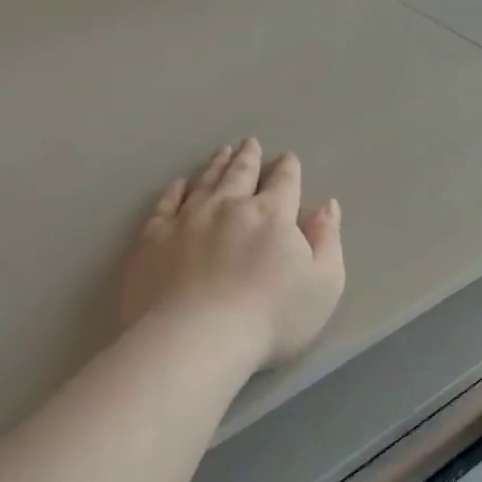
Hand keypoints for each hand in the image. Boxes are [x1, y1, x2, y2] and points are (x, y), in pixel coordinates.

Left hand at [121, 138, 345, 369]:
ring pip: (205, 181)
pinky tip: (180, 184)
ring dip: (216, 165)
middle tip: (250, 143)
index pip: (284, 182)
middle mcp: (229, 206)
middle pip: (241, 173)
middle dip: (249, 157)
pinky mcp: (153, 237)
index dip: (287, 169)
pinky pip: (165, 203)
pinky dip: (175, 190)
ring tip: (222, 152)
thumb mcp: (323, 285)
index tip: (287, 158)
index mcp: (272, 215)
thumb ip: (327, 242)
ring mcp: (187, 218)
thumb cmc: (271, 319)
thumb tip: (327, 206)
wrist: (196, 338)